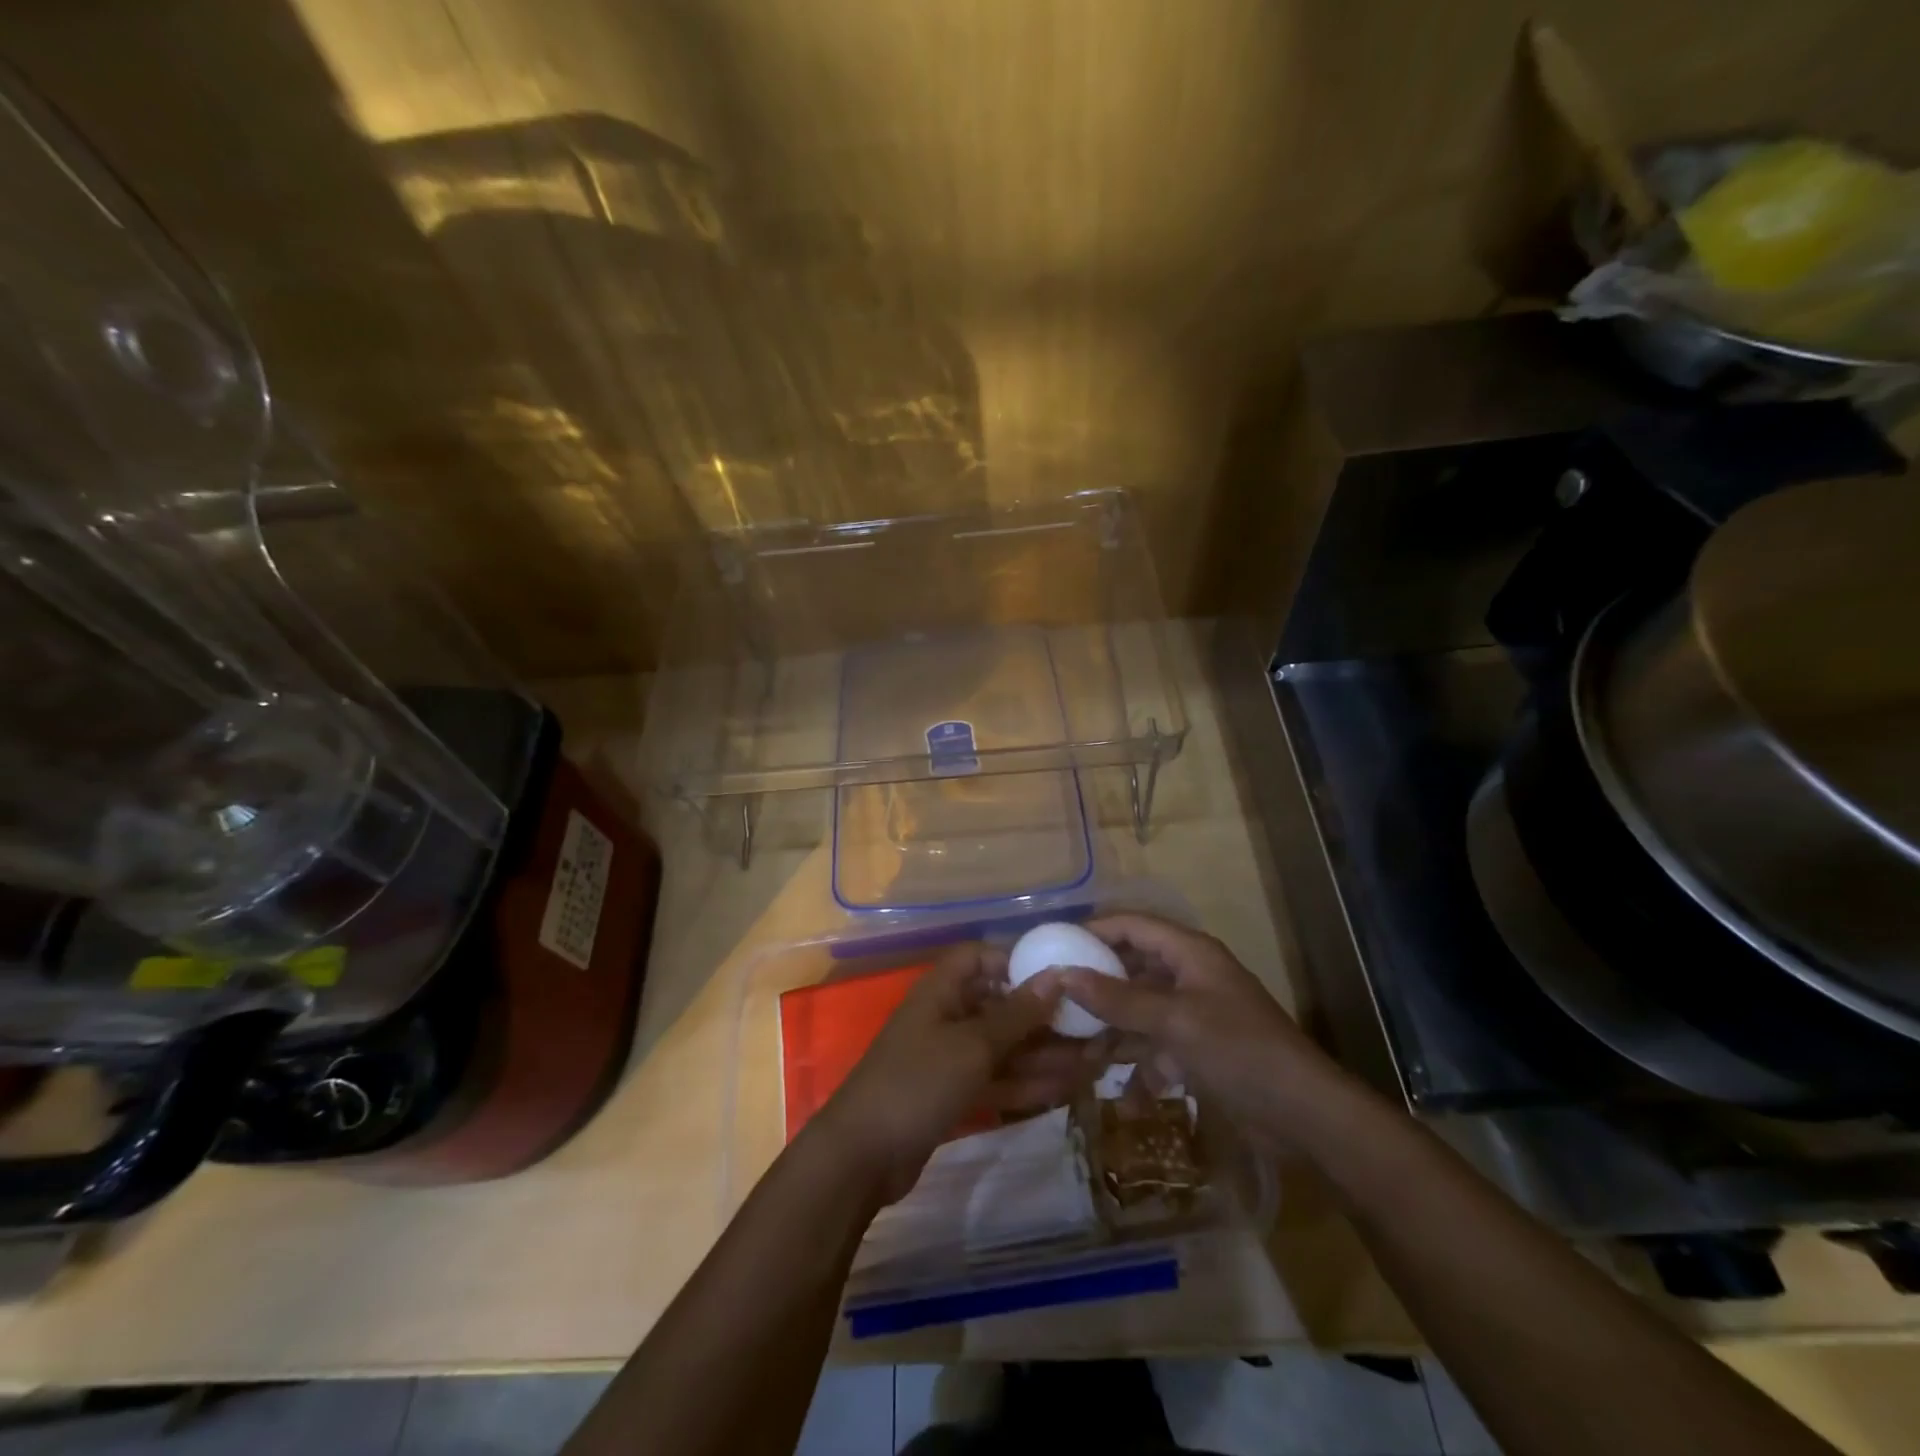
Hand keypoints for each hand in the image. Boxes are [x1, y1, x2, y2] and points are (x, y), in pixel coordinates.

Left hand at [813, 943, 1081, 1203]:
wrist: (862, 1157)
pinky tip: (1068, 1089)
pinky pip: (997, 1079)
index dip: (1016, 962)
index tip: (1059, 978)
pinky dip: (1027, 1083)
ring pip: (1004, 1048)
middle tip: (1094, 1029)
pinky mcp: (954, 1094)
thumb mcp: (973, 1045)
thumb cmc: (917, 1083)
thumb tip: (1057, 975)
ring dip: (1045, 1055)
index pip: (980, 958)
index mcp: (942, 990)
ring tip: (1096, 1062)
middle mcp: (947, 1016)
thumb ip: (1017, 1014)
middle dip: (1045, 1018)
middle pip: (1001, 1006)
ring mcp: (950, 1058)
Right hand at [1059, 913, 1363, 1156]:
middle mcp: (1188, 975)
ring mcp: (1193, 1014)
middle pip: (1132, 967)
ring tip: (1070, 1044)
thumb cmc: (1238, 1050)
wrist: (1303, 1115)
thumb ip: (1117, 998)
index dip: (1092, 931)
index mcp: (1188, 952)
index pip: (1130, 925)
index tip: (1052, 947)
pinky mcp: (1197, 1050)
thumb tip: (1063, 973)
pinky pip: (1154, 1046)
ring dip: (1110, 1027)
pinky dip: (1136, 1065)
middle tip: (1053, 997)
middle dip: (1095, 982)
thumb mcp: (1173, 1020)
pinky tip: (1114, 1090)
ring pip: (1139, 1009)